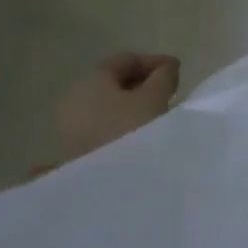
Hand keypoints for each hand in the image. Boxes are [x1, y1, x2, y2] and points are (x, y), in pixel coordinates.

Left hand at [54, 52, 179, 162]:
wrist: (104, 188)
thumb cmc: (131, 131)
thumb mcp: (155, 97)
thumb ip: (164, 75)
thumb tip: (166, 68)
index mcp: (90, 81)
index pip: (125, 60)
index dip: (153, 61)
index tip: (177, 72)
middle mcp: (73, 99)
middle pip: (113, 82)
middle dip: (143, 83)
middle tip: (169, 91)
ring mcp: (69, 127)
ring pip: (107, 105)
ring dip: (133, 105)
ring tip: (157, 113)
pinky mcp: (71, 150)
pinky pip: (101, 124)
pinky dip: (120, 122)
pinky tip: (138, 133)